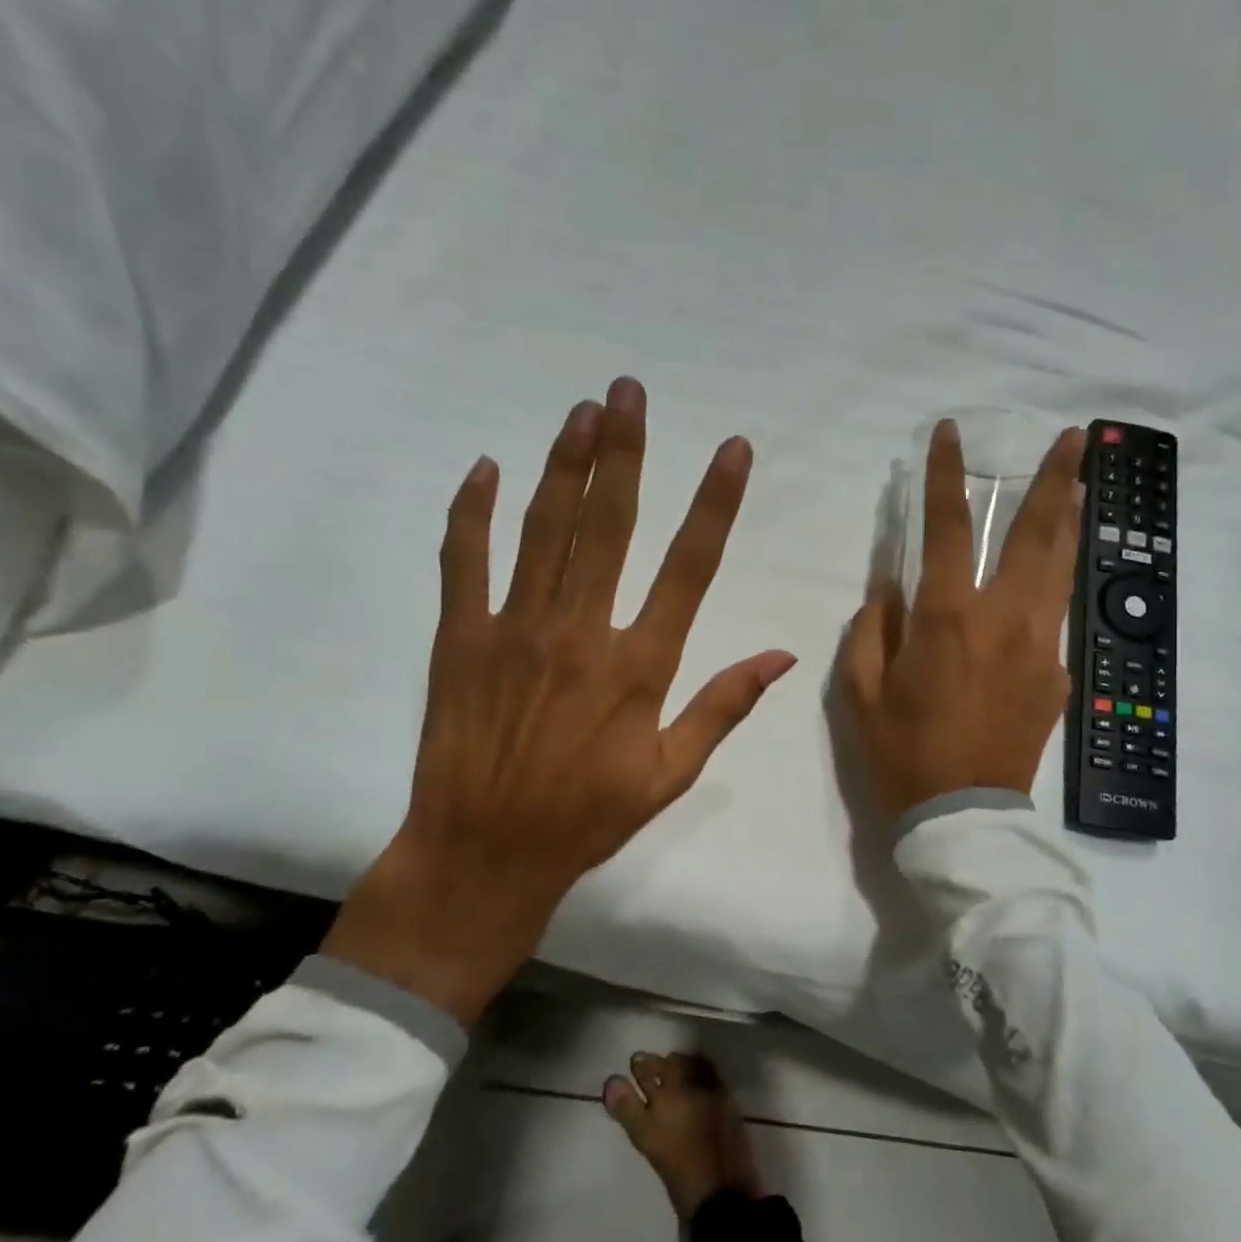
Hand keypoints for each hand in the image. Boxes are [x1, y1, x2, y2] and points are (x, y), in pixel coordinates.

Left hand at [324, 379, 795, 1022]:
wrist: (485, 852)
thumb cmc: (586, 817)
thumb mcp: (670, 774)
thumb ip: (723, 707)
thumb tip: (781, 654)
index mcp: (639, 665)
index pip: (689, 566)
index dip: (714, 502)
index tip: (732, 448)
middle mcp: (581, 630)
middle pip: (610, 524)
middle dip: (626, 451)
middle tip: (629, 390)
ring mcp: (515, 628)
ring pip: (544, 528)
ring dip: (565, 464)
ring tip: (582, 411)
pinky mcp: (459, 637)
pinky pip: (464, 560)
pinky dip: (473, 511)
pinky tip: (487, 468)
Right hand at [839, 418, 1086, 820]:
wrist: (962, 817)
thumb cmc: (901, 753)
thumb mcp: (859, 693)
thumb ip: (872, 629)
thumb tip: (890, 586)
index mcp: (948, 620)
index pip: (949, 529)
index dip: (947, 475)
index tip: (949, 433)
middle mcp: (1005, 621)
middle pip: (1038, 536)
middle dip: (1057, 480)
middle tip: (1077, 438)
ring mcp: (1041, 648)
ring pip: (1062, 569)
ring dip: (1071, 521)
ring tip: (1083, 483)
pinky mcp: (1058, 677)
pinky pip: (1053, 618)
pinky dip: (1051, 585)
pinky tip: (1047, 576)